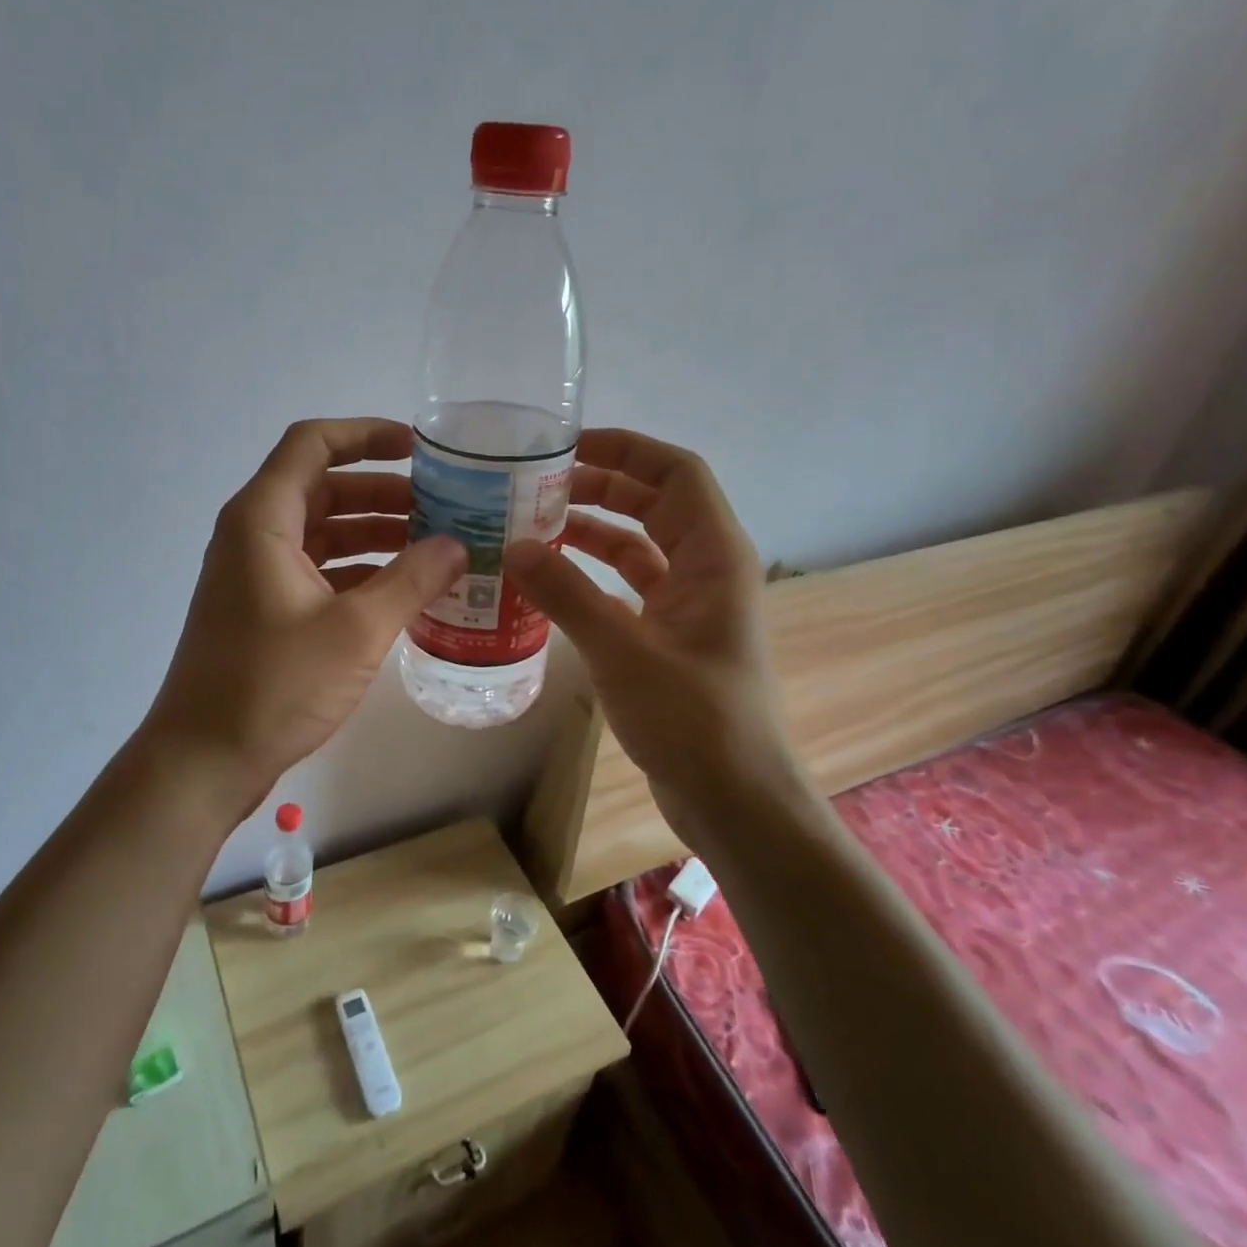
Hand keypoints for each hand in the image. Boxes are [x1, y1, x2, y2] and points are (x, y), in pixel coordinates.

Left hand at [141, 418, 465, 822]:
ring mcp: (257, 574)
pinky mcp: (265, 610)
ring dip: (376, 534)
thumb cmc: (273, 685)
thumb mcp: (356, 629)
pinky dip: (360, 571)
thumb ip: (412, 579)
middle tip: (443, 507)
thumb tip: (458, 544)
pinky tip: (404, 592)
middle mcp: (255, 535)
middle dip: (384, 492)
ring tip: (435, 548)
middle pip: (324, 487)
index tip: (418, 448)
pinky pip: (319, 570)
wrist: (203, 760)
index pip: (313, 444)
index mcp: (263, 519)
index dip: (366, 434)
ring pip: (324, 532)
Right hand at [504, 429, 800, 840]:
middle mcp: (706, 569)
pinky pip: (628, 588)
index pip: (676, 472)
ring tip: (533, 526)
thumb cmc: (693, 718)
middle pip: (654, 503)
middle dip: (599, 486)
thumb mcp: (622, 650)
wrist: (734, 800)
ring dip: (592, 531)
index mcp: (713, 555)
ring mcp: (688, 605)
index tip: (567, 446)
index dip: (626, 449)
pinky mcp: (669, 637)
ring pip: (638, 546)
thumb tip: (512, 546)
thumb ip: (566, 594)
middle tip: (535, 486)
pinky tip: (550, 581)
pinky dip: (592, 577)